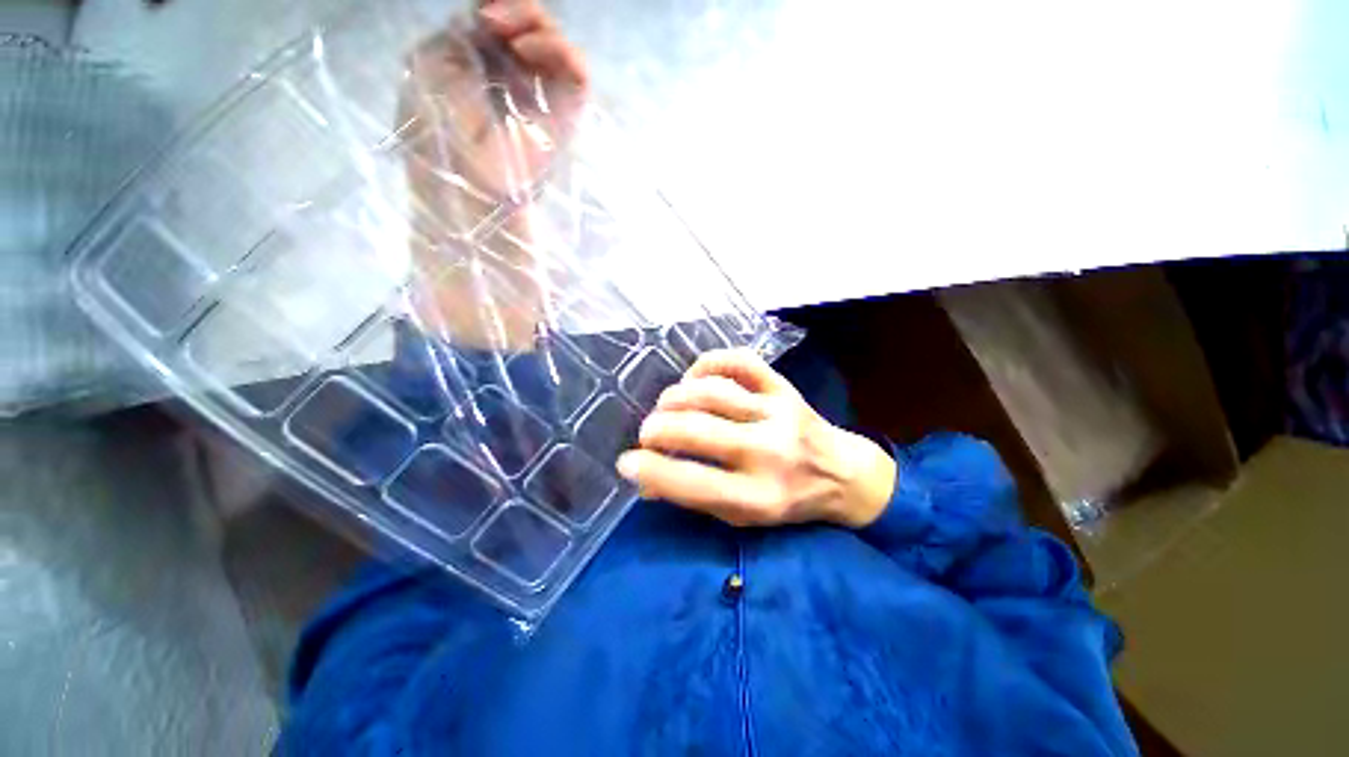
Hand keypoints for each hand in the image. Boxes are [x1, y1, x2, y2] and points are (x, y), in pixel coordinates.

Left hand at [399, 0, 588, 349]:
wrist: (468, 184)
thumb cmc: (437, 130)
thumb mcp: (430, 65)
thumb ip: (461, 34)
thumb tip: (491, 17)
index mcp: (479, 66)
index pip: (499, 22)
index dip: (497, 9)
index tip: (482, 17)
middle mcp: (514, 78)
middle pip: (530, 25)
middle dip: (518, 11)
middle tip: (495, 23)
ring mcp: (542, 98)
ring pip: (554, 41)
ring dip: (537, 24)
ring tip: (514, 38)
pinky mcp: (565, 117)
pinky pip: (576, 71)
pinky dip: (561, 50)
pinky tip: (532, 51)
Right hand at [616, 350, 897, 528]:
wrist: (840, 473)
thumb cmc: (786, 500)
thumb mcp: (742, 515)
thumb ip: (694, 497)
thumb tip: (645, 481)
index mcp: (758, 498)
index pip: (692, 482)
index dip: (650, 470)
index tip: (626, 462)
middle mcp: (768, 453)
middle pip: (698, 430)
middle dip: (657, 428)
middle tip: (647, 432)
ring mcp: (778, 412)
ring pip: (714, 392)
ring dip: (677, 396)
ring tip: (666, 406)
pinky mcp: (783, 386)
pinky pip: (740, 361)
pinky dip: (709, 363)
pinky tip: (695, 377)